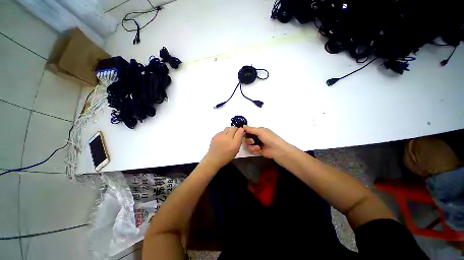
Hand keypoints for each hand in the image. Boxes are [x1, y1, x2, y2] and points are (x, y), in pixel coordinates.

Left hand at [202, 127, 244, 168]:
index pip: (240, 131)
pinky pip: (222, 131)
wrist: (214, 159)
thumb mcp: (236, 150)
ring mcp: (220, 136)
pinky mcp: (215, 135)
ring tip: (228, 136)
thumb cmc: (226, 156)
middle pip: (233, 128)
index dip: (241, 130)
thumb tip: (241, 134)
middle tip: (235, 133)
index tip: (241, 132)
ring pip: (227, 128)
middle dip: (235, 129)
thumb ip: (239, 141)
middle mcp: (228, 138)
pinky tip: (222, 139)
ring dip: (229, 130)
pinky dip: (224, 133)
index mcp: (234, 143)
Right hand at [243, 126, 291, 158]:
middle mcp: (257, 137)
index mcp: (258, 131)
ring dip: (252, 146)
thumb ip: (251, 129)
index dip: (245, 132)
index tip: (241, 134)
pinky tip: (259, 150)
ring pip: (248, 145)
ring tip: (257, 147)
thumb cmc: (270, 138)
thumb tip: (243, 126)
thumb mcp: (260, 131)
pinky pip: (251, 150)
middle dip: (248, 140)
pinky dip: (254, 150)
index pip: (248, 130)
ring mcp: (257, 144)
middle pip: (247, 138)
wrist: (277, 150)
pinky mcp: (257, 150)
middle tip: (252, 142)